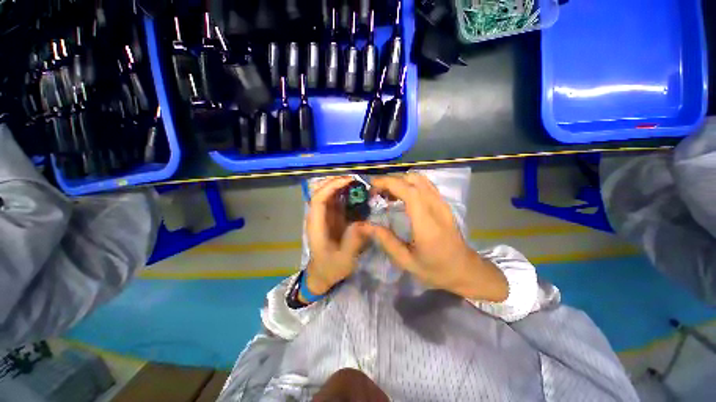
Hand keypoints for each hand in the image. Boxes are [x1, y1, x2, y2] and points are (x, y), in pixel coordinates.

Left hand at [303, 177, 370, 297]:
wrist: (322, 274)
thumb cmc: (331, 268)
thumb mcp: (345, 259)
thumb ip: (354, 242)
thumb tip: (365, 223)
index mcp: (316, 225)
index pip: (318, 199)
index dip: (331, 187)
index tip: (349, 181)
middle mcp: (317, 216)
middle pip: (321, 192)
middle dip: (336, 182)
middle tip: (355, 178)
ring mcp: (324, 216)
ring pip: (328, 194)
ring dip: (340, 185)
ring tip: (358, 181)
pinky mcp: (331, 218)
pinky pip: (336, 201)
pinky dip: (344, 193)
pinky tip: (356, 192)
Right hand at [367, 173, 508, 301]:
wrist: (466, 270)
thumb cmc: (436, 269)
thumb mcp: (406, 261)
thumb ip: (385, 240)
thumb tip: (364, 226)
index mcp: (427, 223)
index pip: (409, 191)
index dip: (389, 183)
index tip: (372, 186)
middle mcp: (436, 207)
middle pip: (414, 179)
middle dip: (391, 180)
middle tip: (376, 192)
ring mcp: (442, 203)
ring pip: (420, 179)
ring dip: (400, 181)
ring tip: (387, 193)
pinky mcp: (444, 204)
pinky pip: (425, 185)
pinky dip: (410, 184)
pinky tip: (401, 196)